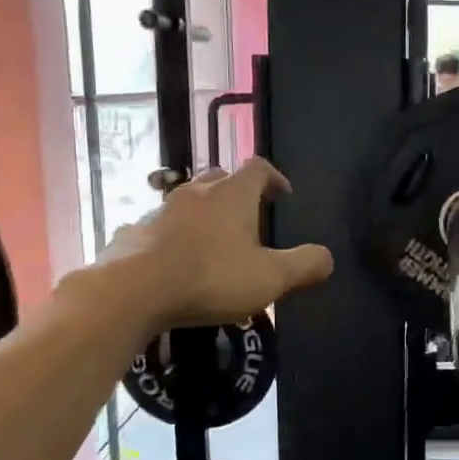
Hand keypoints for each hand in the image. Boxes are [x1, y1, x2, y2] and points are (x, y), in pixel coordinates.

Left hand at [93, 159, 333, 329]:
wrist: (131, 292)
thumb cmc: (210, 278)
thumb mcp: (270, 278)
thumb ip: (304, 265)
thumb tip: (327, 257)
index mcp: (232, 194)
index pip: (259, 167)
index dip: (275, 178)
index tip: (283, 196)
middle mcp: (196, 192)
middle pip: (221, 178)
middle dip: (237, 193)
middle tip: (249, 217)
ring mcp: (160, 210)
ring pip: (188, 201)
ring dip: (203, 214)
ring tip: (213, 242)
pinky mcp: (133, 232)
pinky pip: (160, 227)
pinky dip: (173, 236)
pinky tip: (175, 262)